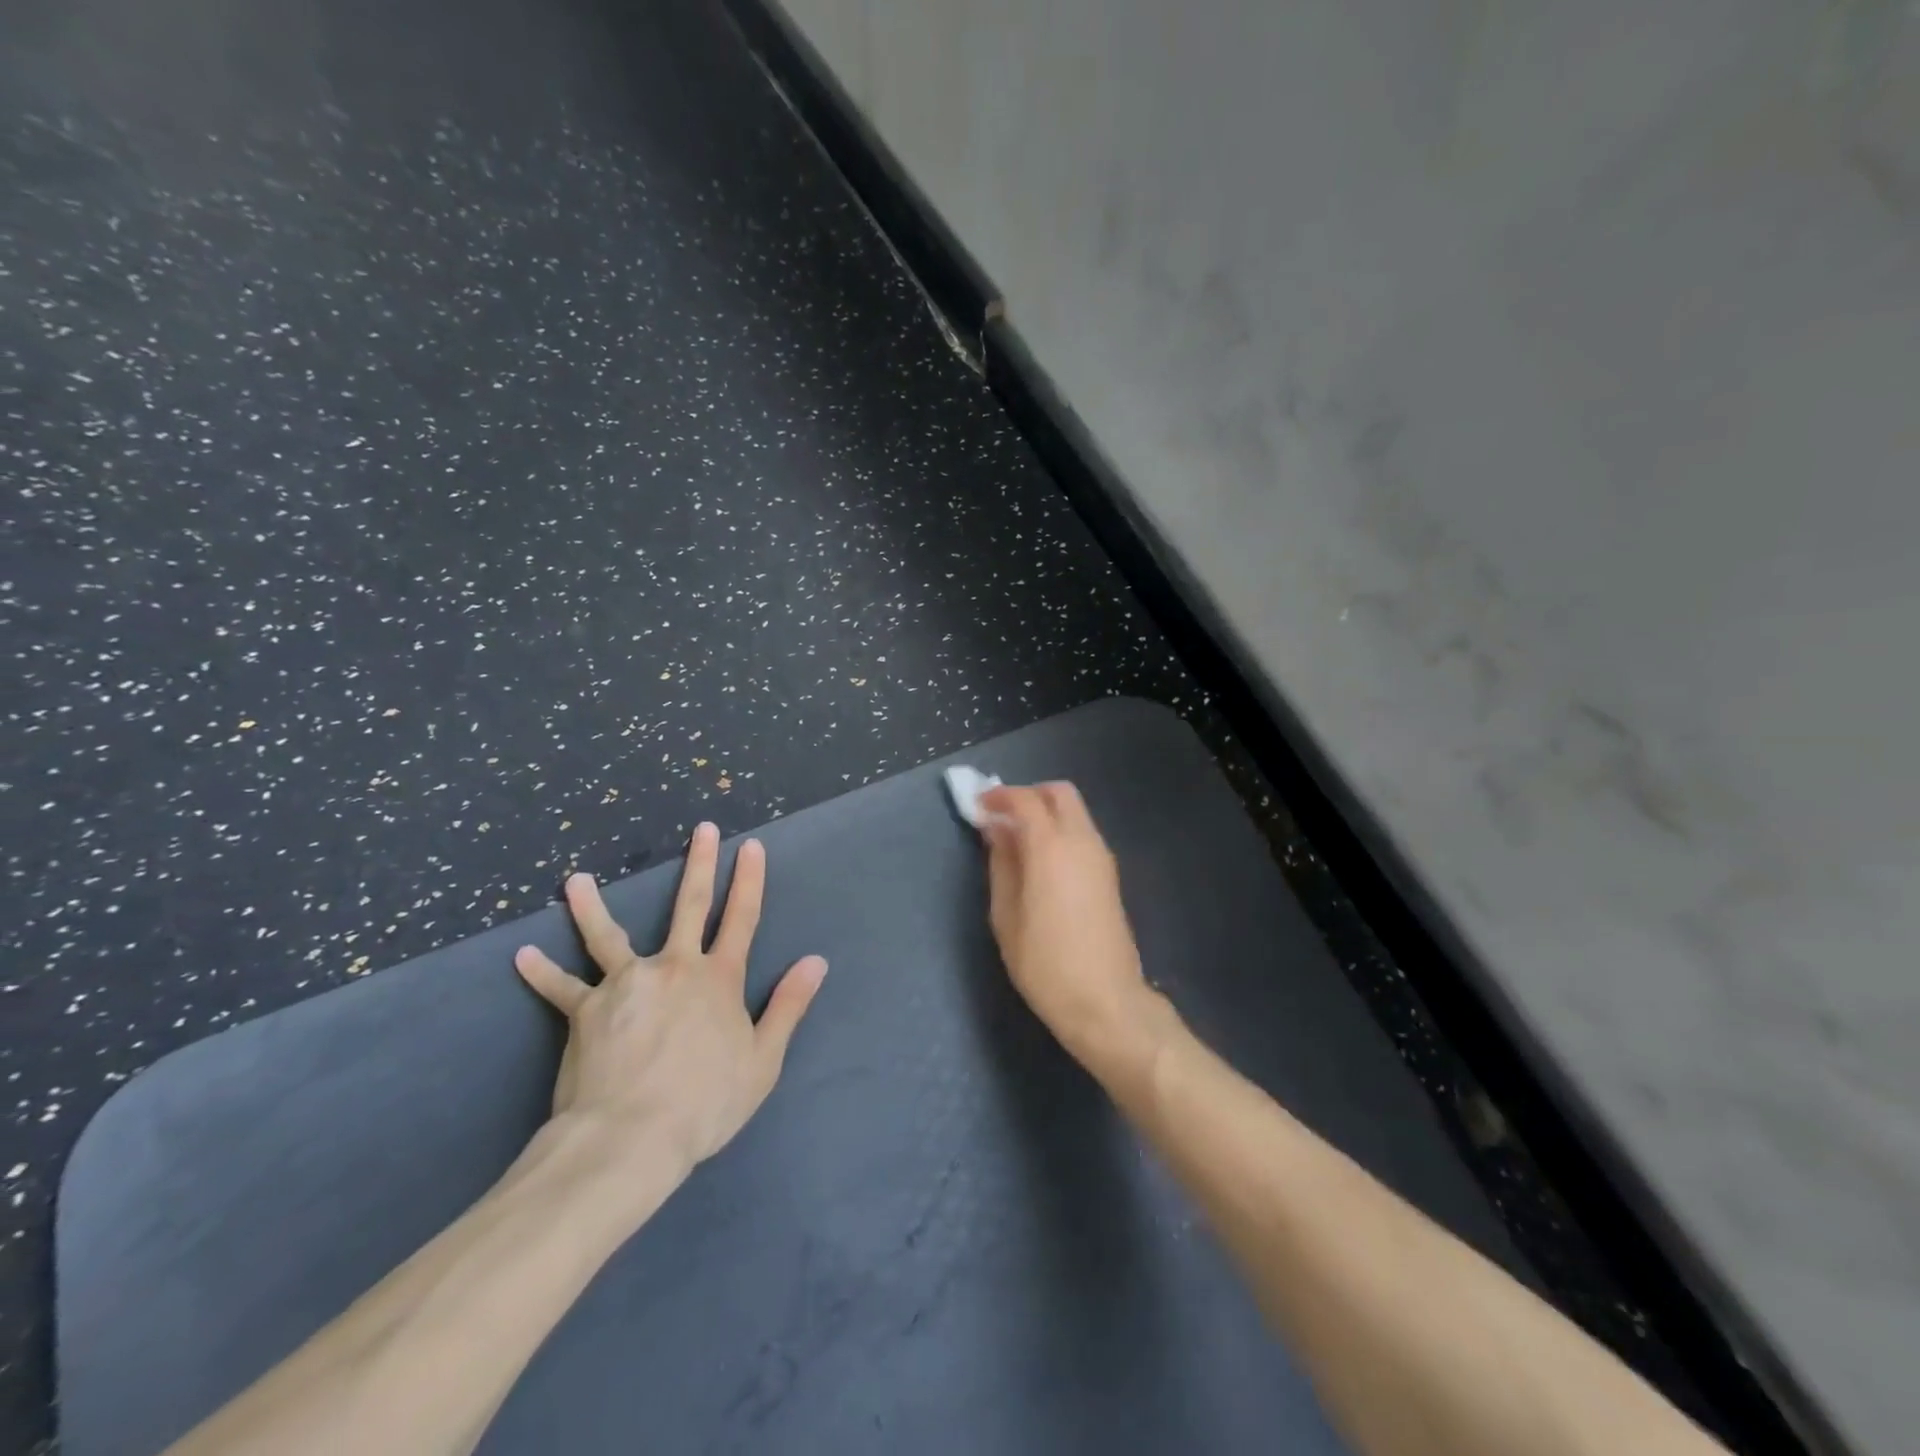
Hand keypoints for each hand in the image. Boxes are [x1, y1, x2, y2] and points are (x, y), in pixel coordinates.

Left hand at [513, 823, 827, 1176]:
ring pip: (609, 936)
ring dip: (592, 905)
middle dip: (700, 864)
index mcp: (718, 979)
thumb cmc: (705, 1103)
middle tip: (702, 829)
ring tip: (575, 880)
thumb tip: (815, 961)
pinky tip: (522, 956)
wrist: (630, 1138)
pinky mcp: (586, 1011)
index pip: (741, 918)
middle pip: (689, 906)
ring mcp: (626, 984)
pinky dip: (542, 972)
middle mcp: (674, 967)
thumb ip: (788, 1006)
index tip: (751, 847)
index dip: (750, 881)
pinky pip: (561, 989)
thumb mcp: (763, 1060)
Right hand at [978, 782, 1170, 1078]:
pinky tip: (1040, 860)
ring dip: (1045, 813)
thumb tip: (997, 831)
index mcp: (1052, 848)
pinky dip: (1059, 831)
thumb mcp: (1006, 916)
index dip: (999, 796)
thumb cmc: (1045, 964)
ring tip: (1016, 841)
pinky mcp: (1110, 875)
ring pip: (1075, 812)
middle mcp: (1082, 842)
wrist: (1105, 1002)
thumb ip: (1001, 865)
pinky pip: (1083, 834)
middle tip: (1001, 816)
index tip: (977, 805)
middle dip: (1028, 795)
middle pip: (1059, 793)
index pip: (1025, 800)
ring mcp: (1101, 857)